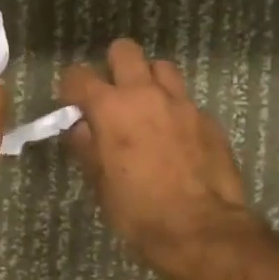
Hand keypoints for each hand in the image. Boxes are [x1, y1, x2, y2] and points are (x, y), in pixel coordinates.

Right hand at [59, 40, 253, 270]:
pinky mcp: (208, 119)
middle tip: (110, 95)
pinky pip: (185, 99)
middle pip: (125, 51)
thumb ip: (88, 147)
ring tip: (144, 107)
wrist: (199, 229)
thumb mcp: (100, 183)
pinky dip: (173, 109)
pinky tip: (173, 136)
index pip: (78, 76)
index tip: (70, 104)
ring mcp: (182, 103)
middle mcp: (145, 94)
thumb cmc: (137, 210)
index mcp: (110, 108)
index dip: (70, 87)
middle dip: (112, 66)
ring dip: (148, 80)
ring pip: (161, 67)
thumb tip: (80, 128)